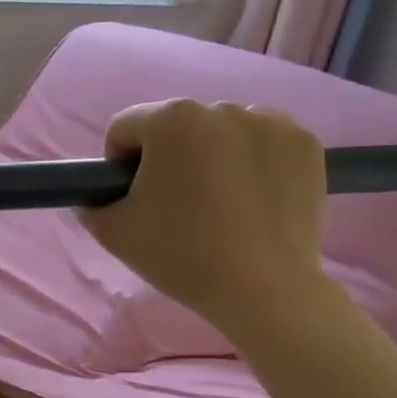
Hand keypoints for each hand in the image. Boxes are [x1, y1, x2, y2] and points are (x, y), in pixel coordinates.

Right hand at [81, 100, 332, 346]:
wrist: (264, 290)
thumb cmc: (181, 255)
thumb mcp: (113, 233)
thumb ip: (91, 203)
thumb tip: (96, 194)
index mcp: (170, 119)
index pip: (125, 128)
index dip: (119, 164)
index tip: (133, 199)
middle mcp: (221, 107)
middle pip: (175, 127)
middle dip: (168, 158)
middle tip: (175, 206)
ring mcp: (271, 122)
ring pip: (221, 132)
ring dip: (211, 156)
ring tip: (219, 204)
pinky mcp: (305, 144)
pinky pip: (263, 142)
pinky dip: (253, 161)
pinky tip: (252, 199)